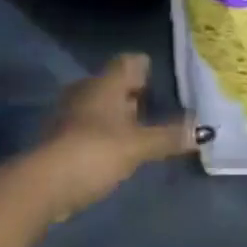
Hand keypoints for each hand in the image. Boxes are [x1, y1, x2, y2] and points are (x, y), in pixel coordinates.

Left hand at [26, 53, 195, 222]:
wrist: (43, 185)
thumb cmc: (95, 152)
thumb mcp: (138, 146)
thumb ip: (168, 137)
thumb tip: (203, 131)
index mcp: (106, 83)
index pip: (129, 61)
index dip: (146, 68)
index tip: (162, 82)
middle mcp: (86, 90)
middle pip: (114, 83)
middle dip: (133, 94)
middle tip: (156, 108)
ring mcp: (69, 114)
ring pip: (100, 105)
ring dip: (117, 115)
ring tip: (139, 132)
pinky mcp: (59, 139)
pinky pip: (88, 127)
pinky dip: (102, 134)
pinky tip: (114, 151)